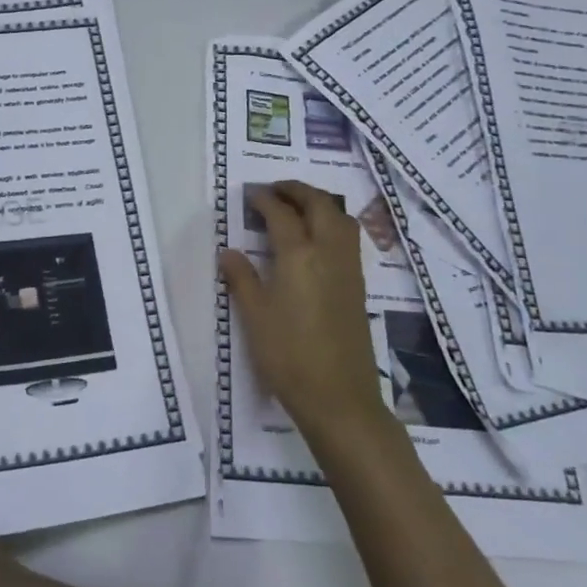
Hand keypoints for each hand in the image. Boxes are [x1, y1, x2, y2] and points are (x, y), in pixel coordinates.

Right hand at [220, 182, 385, 444]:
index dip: (264, 200)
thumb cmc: (288, 355)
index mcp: (299, 255)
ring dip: (320, 203)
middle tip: (275, 190)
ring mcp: (348, 269)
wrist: (338, 397)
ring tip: (298, 207)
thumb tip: (228, 251)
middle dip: (297, 190)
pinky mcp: (358, 286)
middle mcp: (328, 252)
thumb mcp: (254, 316)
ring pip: (341, 218)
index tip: (250, 195)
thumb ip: (241, 278)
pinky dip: (332, 223)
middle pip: (319, 204)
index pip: (281, 214)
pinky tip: (317, 239)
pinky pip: (348, 238)